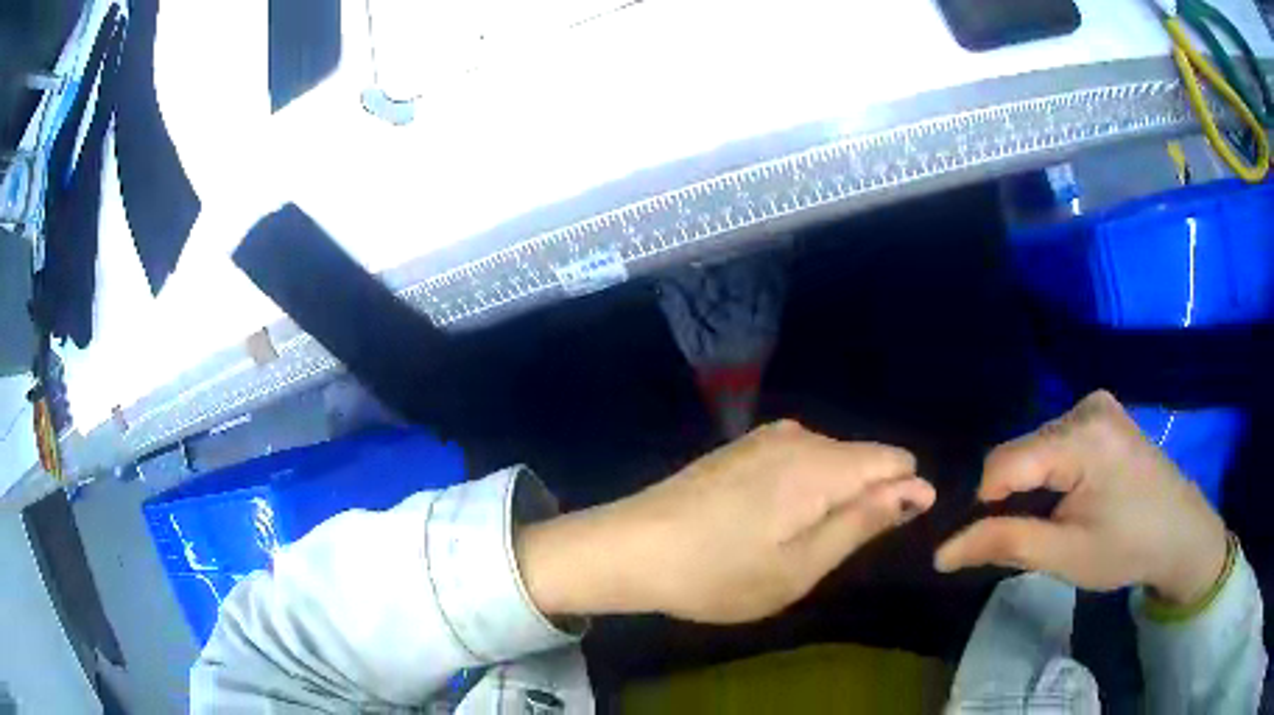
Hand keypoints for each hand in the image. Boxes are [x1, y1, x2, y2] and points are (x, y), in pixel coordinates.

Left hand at [518, 420, 933, 623]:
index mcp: (822, 464)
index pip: (896, 459)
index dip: (901, 496)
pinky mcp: (742, 447)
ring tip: (789, 542)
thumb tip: (918, 488)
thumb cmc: (718, 572)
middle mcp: (799, 436)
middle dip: (862, 500)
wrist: (631, 547)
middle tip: (819, 552)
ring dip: (829, 499)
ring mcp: (765, 437)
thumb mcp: (801, 566)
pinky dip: (800, 490)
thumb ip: (864, 521)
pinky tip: (764, 524)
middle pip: (864, 459)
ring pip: (831, 461)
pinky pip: (798, 460)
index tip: (871, 538)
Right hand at [935, 391, 1228, 604]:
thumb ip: (1004, 544)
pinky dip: (1052, 473)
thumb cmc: (1127, 548)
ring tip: (1060, 518)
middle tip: (1041, 535)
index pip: (1002, 464)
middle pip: (1020, 453)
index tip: (999, 542)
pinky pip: (1056, 440)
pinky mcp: (1104, 413)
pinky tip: (1074, 496)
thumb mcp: (1065, 555)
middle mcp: (1086, 406)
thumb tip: (941, 552)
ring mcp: (1097, 404)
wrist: (1182, 533)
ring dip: (1034, 486)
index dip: (988, 506)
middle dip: (1016, 497)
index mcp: (1081, 436)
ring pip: (1036, 447)